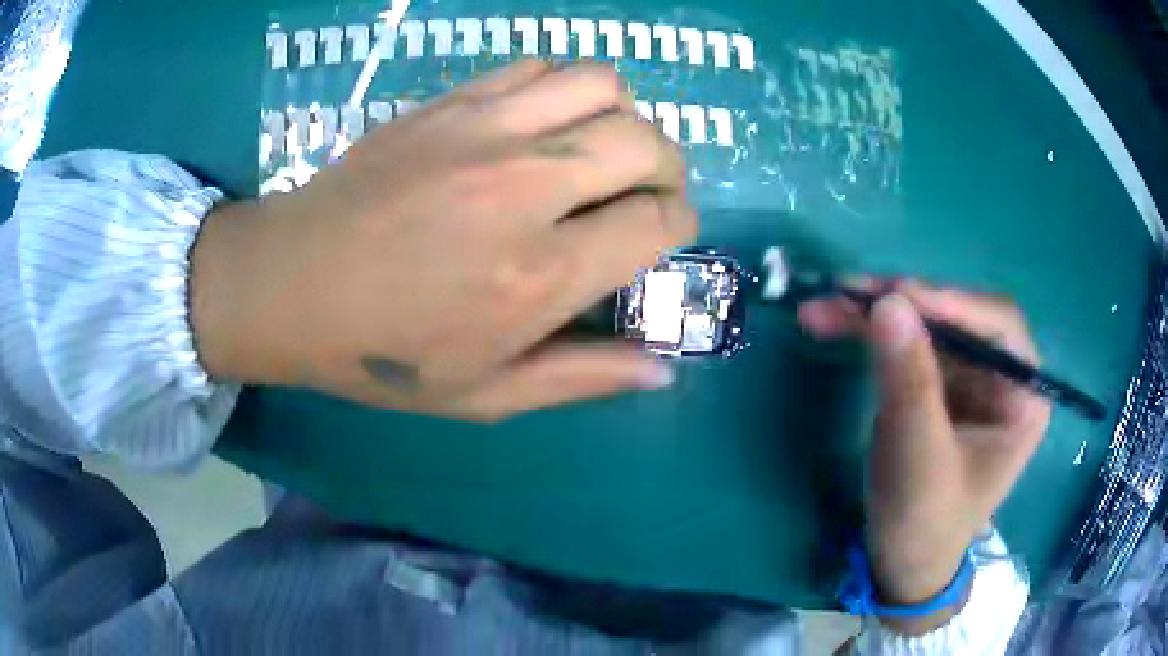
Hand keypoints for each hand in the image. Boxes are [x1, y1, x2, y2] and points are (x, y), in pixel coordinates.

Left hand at [189, 61, 695, 420]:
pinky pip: (539, 67)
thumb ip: (583, 378)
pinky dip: (563, 88)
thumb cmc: (381, 354)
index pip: (658, 221)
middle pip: (647, 142)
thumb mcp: (485, 394)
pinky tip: (542, 122)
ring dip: (622, 116)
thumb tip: (664, 371)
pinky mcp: (450, 102)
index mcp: (539, 274)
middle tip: (644, 191)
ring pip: (603, 84)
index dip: (677, 225)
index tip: (660, 234)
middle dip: (668, 167)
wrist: (288, 285)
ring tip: (598, 148)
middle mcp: (525, 187)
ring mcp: (484, 131)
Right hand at [799, 281, 1049, 632]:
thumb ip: (910, 382)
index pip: (998, 327)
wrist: (901, 563)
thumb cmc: (925, 523)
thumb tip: (888, 302)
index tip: (896, 297)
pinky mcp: (935, 384)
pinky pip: (905, 343)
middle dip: (903, 304)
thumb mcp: (919, 459)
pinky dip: (869, 332)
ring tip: (824, 307)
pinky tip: (832, 323)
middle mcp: (999, 376)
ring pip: (926, 323)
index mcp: (1022, 397)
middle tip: (849, 293)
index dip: (952, 304)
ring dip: (875, 313)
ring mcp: (966, 377)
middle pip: (957, 317)